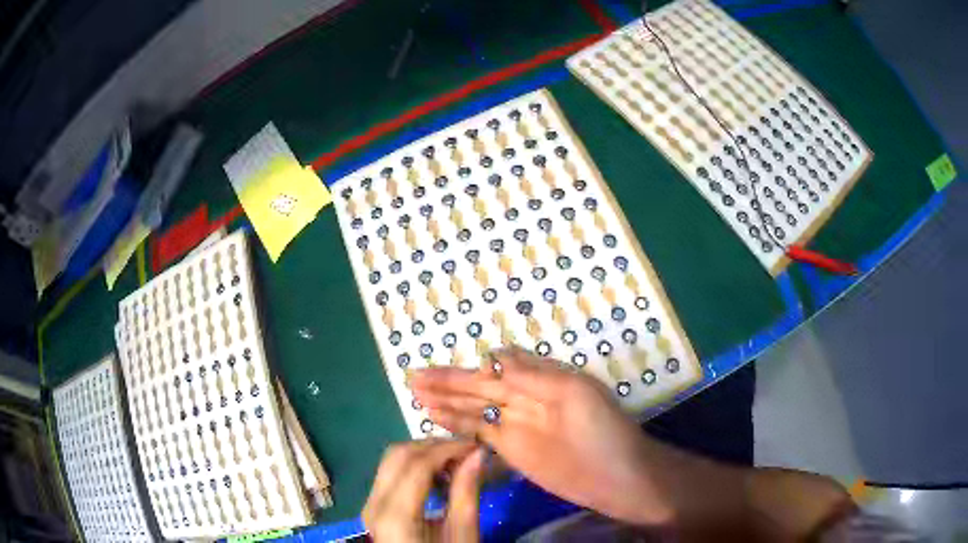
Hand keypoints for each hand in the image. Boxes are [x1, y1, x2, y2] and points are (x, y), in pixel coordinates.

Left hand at [363, 439, 485, 541]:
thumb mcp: (463, 535)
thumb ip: (466, 493)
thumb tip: (477, 454)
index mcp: (395, 516)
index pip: (417, 464)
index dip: (448, 448)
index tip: (475, 445)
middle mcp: (373, 505)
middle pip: (398, 455)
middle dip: (434, 447)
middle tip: (466, 452)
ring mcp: (369, 506)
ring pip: (391, 461)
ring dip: (423, 455)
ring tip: (455, 464)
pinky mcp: (372, 508)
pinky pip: (389, 475)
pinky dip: (413, 468)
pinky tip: (437, 478)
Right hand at [410, 346, 674, 525]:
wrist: (615, 477)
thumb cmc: (603, 430)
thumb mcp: (575, 393)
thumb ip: (533, 375)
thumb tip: (494, 353)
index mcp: (542, 377)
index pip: (499, 365)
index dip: (471, 366)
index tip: (442, 367)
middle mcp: (524, 396)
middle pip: (479, 385)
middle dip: (447, 381)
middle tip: (413, 376)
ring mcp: (515, 423)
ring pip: (473, 407)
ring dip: (446, 400)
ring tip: (415, 392)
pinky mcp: (510, 448)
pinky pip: (478, 431)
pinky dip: (456, 423)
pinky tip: (435, 416)